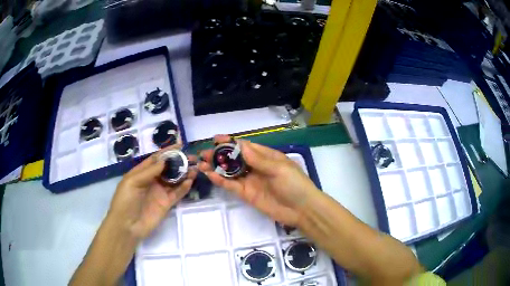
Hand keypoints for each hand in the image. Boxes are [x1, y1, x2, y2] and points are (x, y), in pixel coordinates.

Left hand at [107, 144, 196, 239]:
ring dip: (184, 174)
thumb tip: (165, 160)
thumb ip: (149, 171)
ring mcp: (159, 193)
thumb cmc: (125, 201)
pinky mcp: (166, 204)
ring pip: (174, 180)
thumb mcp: (133, 182)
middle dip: (178, 162)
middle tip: (192, 158)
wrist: (127, 226)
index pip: (156, 159)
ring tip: (195, 168)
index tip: (180, 146)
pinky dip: (184, 187)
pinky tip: (190, 181)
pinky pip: (177, 193)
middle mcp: (151, 181)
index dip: (167, 152)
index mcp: (141, 173)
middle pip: (167, 169)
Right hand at [198, 135, 319, 225]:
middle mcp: (256, 167)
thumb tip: (240, 145)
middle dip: (219, 155)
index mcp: (266, 156)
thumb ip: (258, 159)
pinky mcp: (247, 194)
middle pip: (234, 159)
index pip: (245, 146)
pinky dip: (221, 181)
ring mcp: (251, 181)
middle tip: (203, 153)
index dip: (230, 142)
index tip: (215, 138)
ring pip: (230, 172)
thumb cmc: (294, 184)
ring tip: (201, 164)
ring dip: (216, 168)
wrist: (302, 210)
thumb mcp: (279, 168)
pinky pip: (232, 186)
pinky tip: (210, 175)